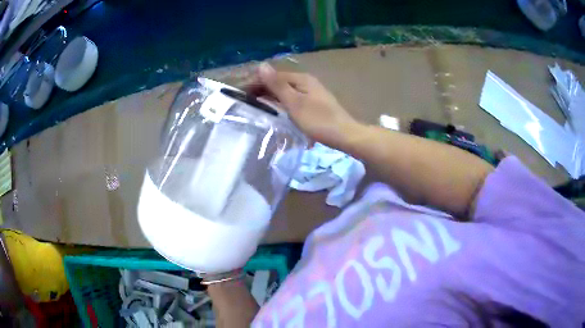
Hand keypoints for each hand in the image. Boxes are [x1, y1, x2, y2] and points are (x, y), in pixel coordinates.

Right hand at [254, 63, 360, 148]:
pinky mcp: (314, 103)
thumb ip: (277, 85)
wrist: (345, 135)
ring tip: (256, 105)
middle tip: (245, 101)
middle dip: (262, 88)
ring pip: (286, 91)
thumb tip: (261, 65)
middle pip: (279, 82)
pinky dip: (281, 102)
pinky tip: (276, 110)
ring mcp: (311, 92)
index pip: (273, 76)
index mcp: (301, 79)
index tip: (241, 92)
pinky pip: (292, 98)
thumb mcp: (294, 103)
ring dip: (271, 95)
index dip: (256, 82)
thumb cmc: (318, 120)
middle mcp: (306, 82)